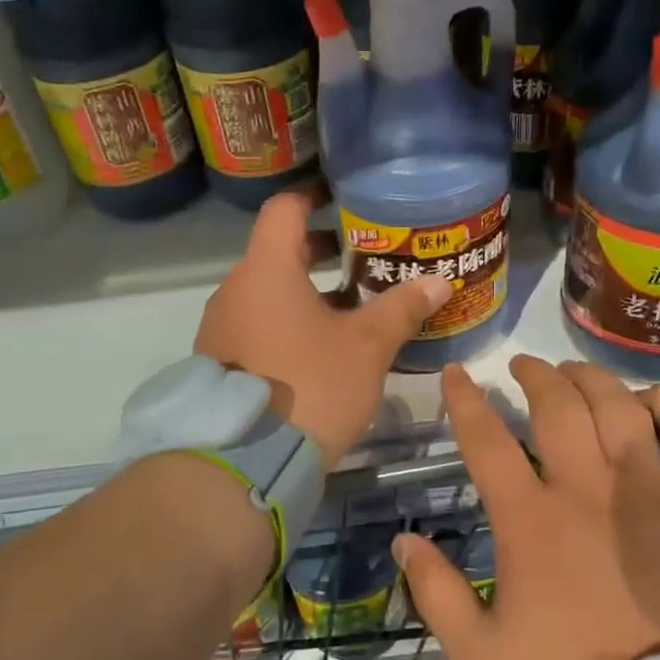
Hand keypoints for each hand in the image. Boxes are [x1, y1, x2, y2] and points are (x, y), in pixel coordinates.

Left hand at [195, 191, 449, 465]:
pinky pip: (258, 323)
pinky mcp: (220, 360)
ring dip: (308, 290)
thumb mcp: (366, 347)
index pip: (285, 208)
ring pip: (269, 291)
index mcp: (266, 269)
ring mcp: (222, 326)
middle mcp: (236, 289)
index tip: (344, 198)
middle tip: (365, 256)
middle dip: (322, 250)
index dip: (315, 196)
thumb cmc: (310, 386)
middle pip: (278, 251)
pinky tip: (322, 346)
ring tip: (353, 305)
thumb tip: (440, 281)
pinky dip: (288, 320)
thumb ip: (400, 308)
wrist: (244, 462)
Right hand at [393, 356, 659, 659]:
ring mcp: (651, 491)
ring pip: (618, 406)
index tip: (456, 373)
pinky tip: (652, 400)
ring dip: (591, 379)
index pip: (486, 440)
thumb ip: (437, 595)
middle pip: (556, 405)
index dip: (465, 400)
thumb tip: (403, 541)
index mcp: (531, 521)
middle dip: (534, 375)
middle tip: (523, 367)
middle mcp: (588, 489)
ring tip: (576, 374)